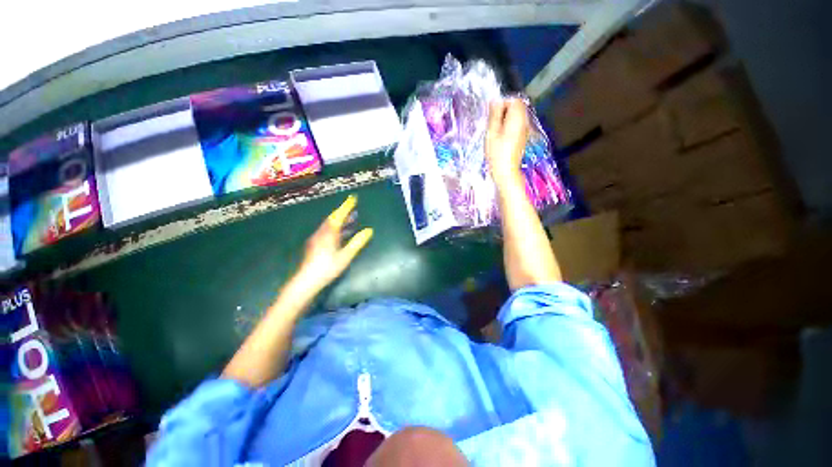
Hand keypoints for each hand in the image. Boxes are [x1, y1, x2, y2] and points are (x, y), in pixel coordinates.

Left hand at [292, 195, 372, 293]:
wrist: (306, 281)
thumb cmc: (327, 268)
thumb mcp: (345, 256)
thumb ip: (357, 242)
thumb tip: (369, 230)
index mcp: (329, 234)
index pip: (339, 216)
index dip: (346, 206)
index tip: (353, 198)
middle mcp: (321, 233)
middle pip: (333, 219)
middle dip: (344, 212)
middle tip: (354, 208)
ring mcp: (317, 239)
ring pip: (330, 226)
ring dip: (341, 221)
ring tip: (352, 219)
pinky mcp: (315, 245)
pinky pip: (328, 232)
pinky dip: (337, 229)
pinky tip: (342, 234)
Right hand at [485, 99, 529, 187]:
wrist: (506, 171)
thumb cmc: (497, 152)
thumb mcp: (492, 132)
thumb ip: (495, 114)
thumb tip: (495, 100)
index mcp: (517, 117)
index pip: (514, 99)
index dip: (502, 103)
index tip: (493, 115)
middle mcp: (525, 121)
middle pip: (517, 107)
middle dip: (504, 111)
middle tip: (493, 124)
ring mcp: (525, 130)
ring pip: (516, 117)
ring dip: (506, 120)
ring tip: (496, 132)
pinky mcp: (523, 138)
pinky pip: (517, 126)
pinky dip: (509, 127)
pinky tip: (501, 138)